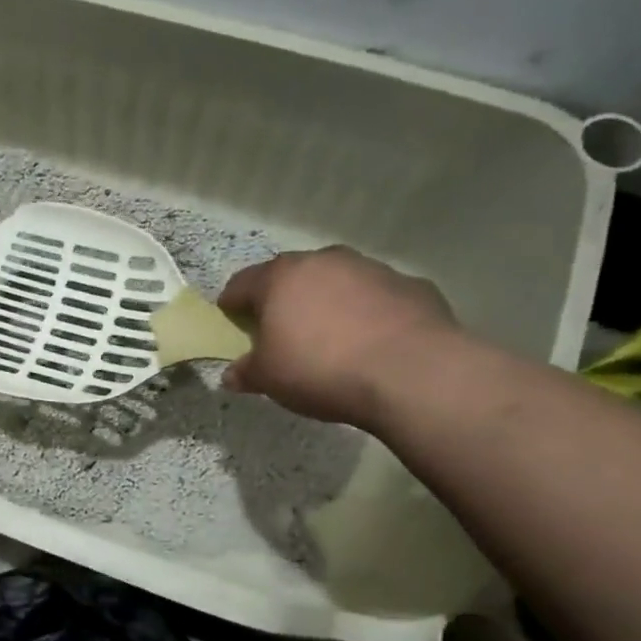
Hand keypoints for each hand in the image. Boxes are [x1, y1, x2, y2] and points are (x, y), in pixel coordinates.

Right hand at [218, 247, 459, 426]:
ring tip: (328, 339)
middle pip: (291, 276)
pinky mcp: (410, 285)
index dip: (231, 304)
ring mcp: (371, 269)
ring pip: (336, 282)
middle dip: (281, 300)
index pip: (242, 283)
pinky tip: (370, 344)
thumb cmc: (320, 369)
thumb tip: (232, 374)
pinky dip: (366, 314)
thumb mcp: (269, 379)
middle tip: (279, 331)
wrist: (410, 372)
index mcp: (281, 278)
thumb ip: (246, 372)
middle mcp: (324, 261)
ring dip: (326, 303)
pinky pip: (375, 298)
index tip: (230, 321)